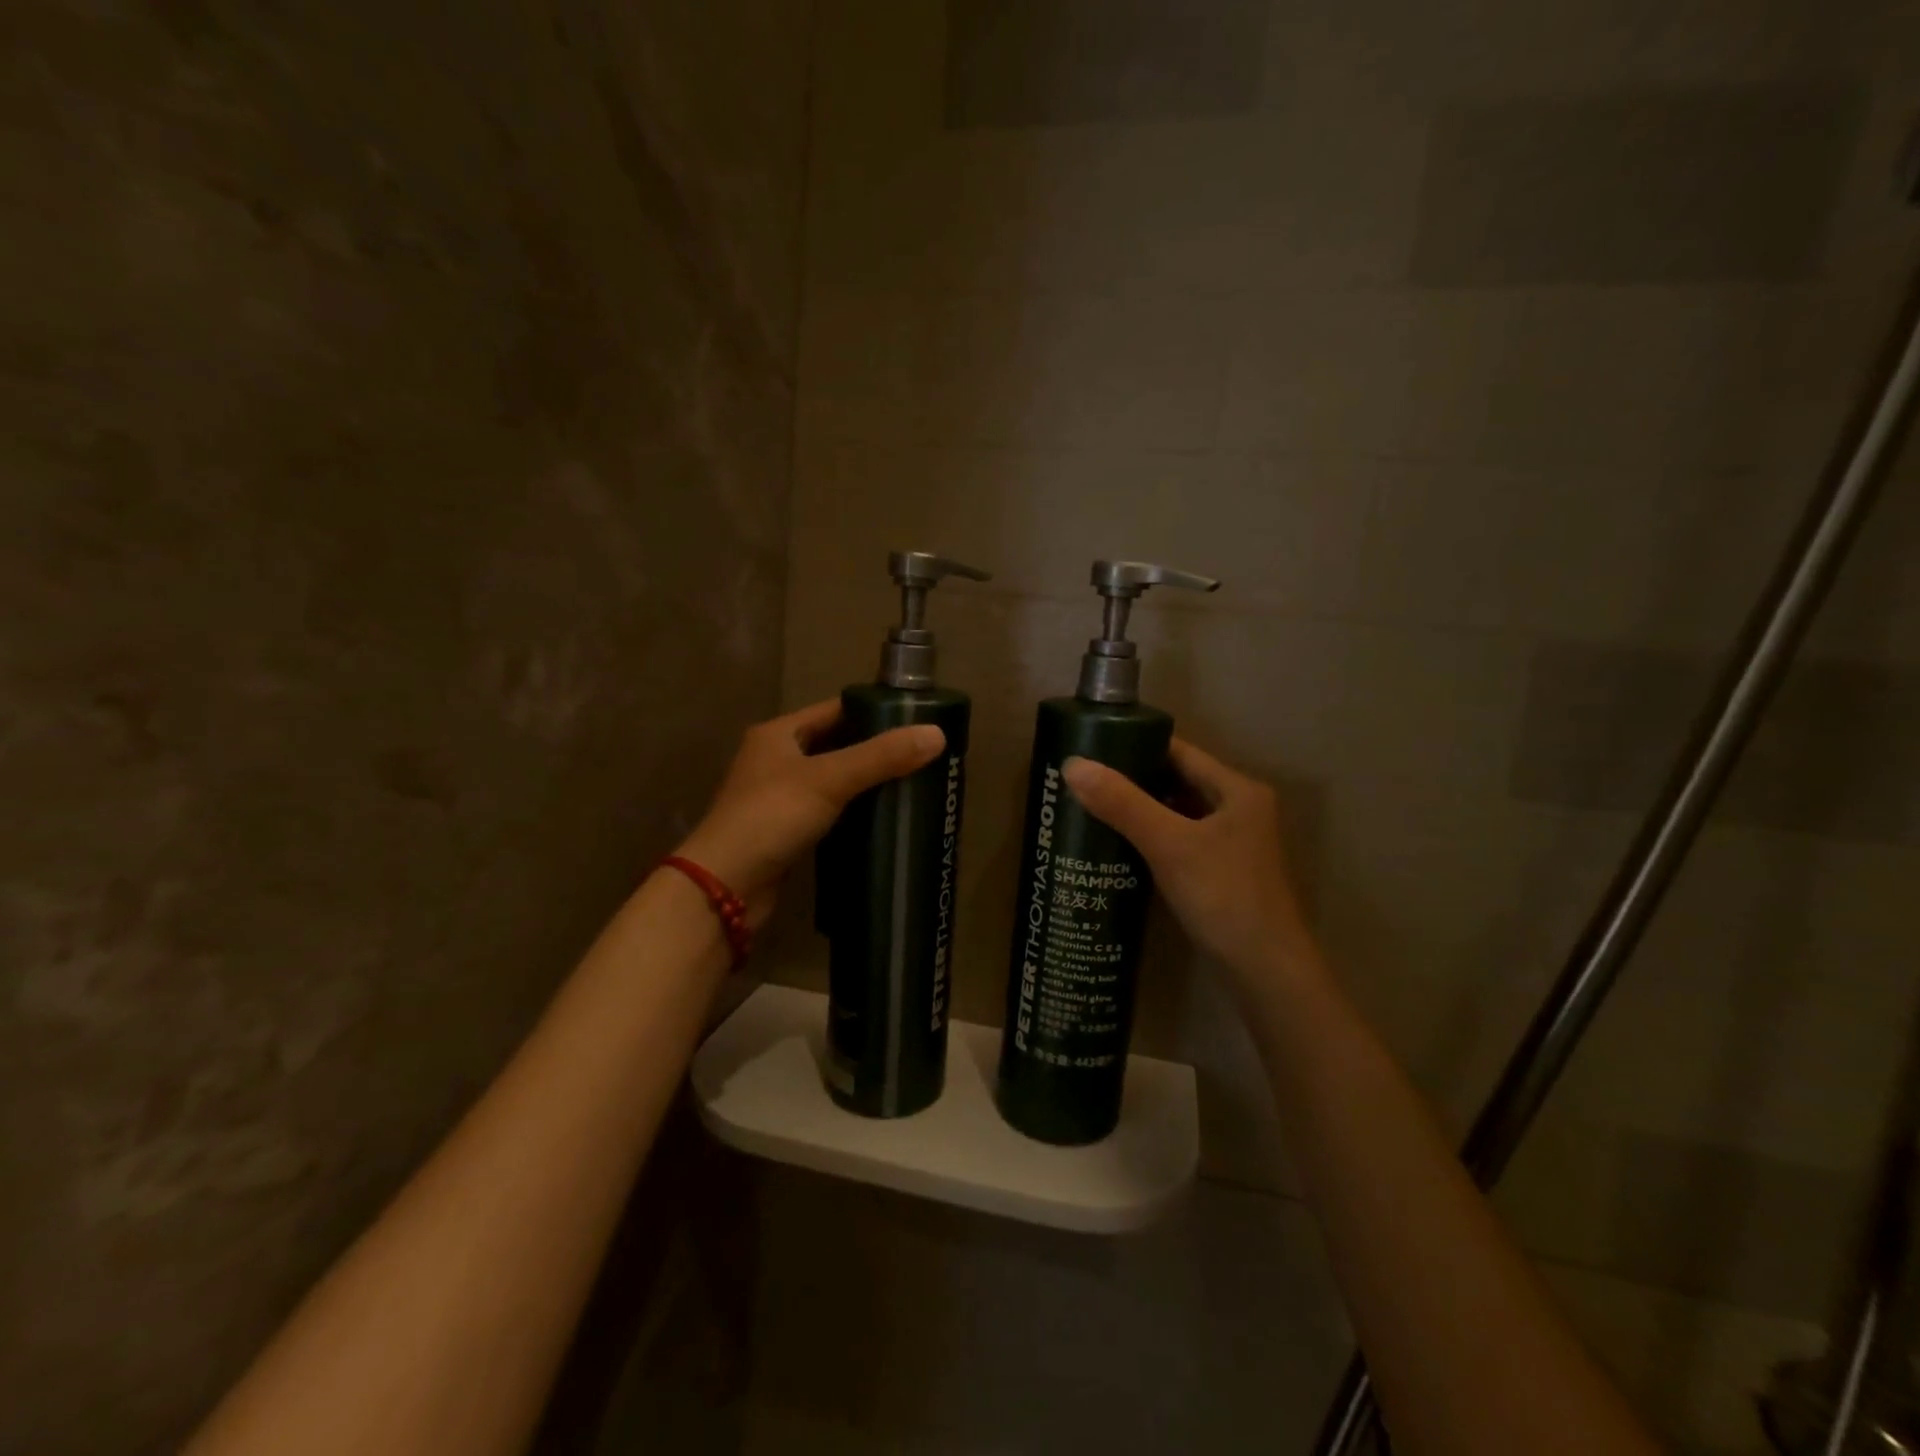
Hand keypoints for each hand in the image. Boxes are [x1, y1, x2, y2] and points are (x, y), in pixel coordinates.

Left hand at [675, 699, 944, 921]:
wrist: (725, 886)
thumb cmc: (771, 817)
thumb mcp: (829, 779)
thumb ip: (882, 757)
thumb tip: (937, 734)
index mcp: (779, 734)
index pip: (836, 710)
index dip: (875, 711)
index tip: (917, 720)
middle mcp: (777, 759)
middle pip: (837, 744)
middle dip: (876, 750)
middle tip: (923, 755)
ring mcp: (780, 797)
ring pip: (834, 780)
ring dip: (866, 783)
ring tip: (914, 783)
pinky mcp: (787, 831)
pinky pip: (829, 811)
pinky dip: (854, 812)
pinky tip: (884, 818)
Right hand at [1061, 740, 1317, 994]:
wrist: (1267, 972)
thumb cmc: (1224, 896)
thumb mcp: (1169, 845)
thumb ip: (1122, 804)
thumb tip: (1072, 765)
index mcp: (1238, 789)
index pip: (1180, 751)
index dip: (1136, 746)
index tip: (1093, 748)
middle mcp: (1240, 809)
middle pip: (1178, 781)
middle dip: (1133, 780)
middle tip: (1085, 781)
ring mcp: (1234, 843)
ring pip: (1179, 813)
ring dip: (1142, 810)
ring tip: (1093, 809)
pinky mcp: (1224, 872)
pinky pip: (1181, 840)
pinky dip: (1153, 838)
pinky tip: (1121, 846)